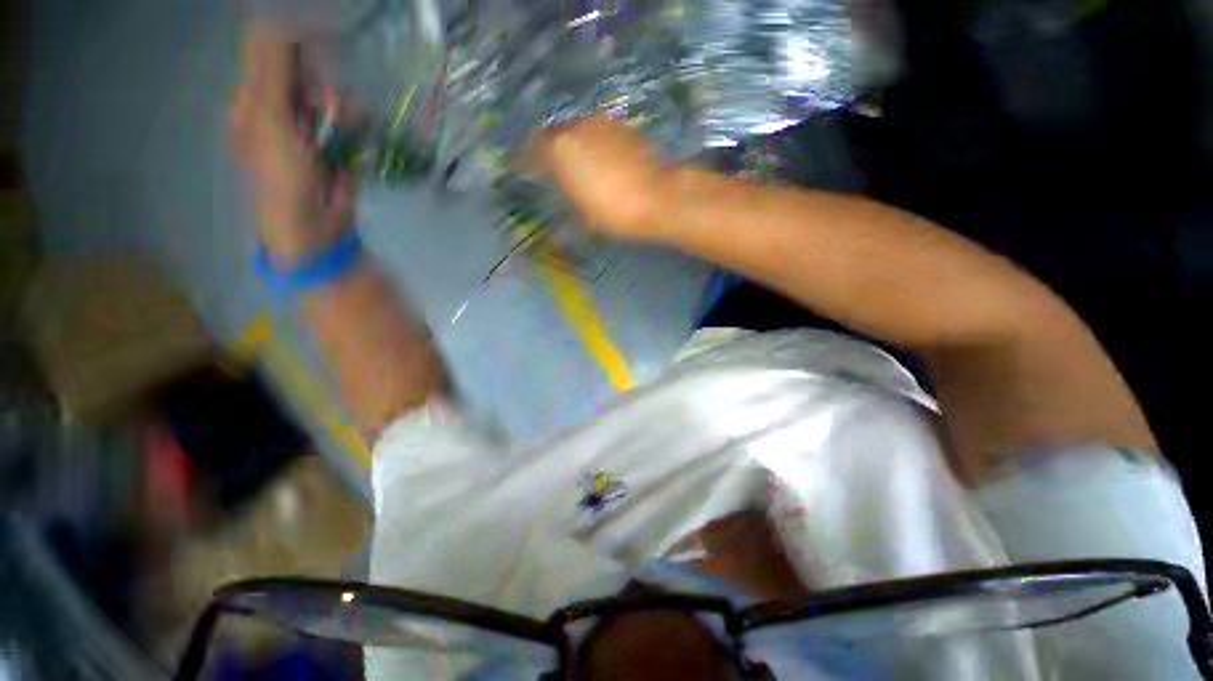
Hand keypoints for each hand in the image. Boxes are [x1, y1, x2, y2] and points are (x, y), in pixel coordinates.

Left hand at [232, 25, 352, 264]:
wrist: (314, 224)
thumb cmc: (280, 175)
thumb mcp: (269, 117)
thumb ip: (272, 68)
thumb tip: (276, 18)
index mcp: (252, 97)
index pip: (267, 52)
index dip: (289, 37)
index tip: (314, 32)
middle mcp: (279, 106)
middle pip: (302, 70)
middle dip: (318, 77)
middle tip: (322, 96)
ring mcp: (310, 125)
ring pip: (329, 93)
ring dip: (338, 103)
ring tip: (338, 122)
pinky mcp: (337, 142)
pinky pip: (347, 117)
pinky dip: (353, 121)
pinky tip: (352, 132)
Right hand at [532, 116, 670, 240]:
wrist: (658, 197)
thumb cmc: (614, 211)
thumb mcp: (581, 211)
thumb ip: (563, 192)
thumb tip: (556, 188)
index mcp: (560, 149)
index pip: (532, 149)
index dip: (526, 160)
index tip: (522, 168)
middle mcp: (577, 127)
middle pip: (555, 136)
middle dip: (551, 151)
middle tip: (553, 170)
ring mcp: (602, 124)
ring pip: (579, 132)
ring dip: (575, 146)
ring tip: (581, 167)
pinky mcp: (623, 127)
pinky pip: (600, 134)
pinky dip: (596, 145)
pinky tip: (604, 162)